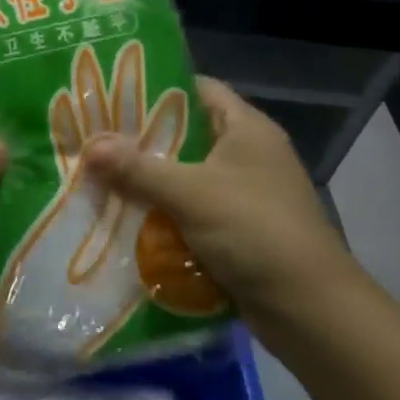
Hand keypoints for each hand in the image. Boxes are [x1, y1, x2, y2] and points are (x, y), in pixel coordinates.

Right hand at [81, 77, 366, 345]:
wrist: (312, 312)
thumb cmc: (256, 231)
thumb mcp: (191, 193)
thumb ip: (138, 169)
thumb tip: (87, 147)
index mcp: (247, 128)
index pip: (198, 89)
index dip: (157, 86)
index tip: (113, 92)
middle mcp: (248, 154)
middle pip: (186, 135)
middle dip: (141, 140)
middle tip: (94, 137)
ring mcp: (246, 195)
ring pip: (186, 176)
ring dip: (149, 181)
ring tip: (99, 176)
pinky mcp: (240, 231)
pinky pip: (192, 212)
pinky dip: (164, 214)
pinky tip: (125, 217)